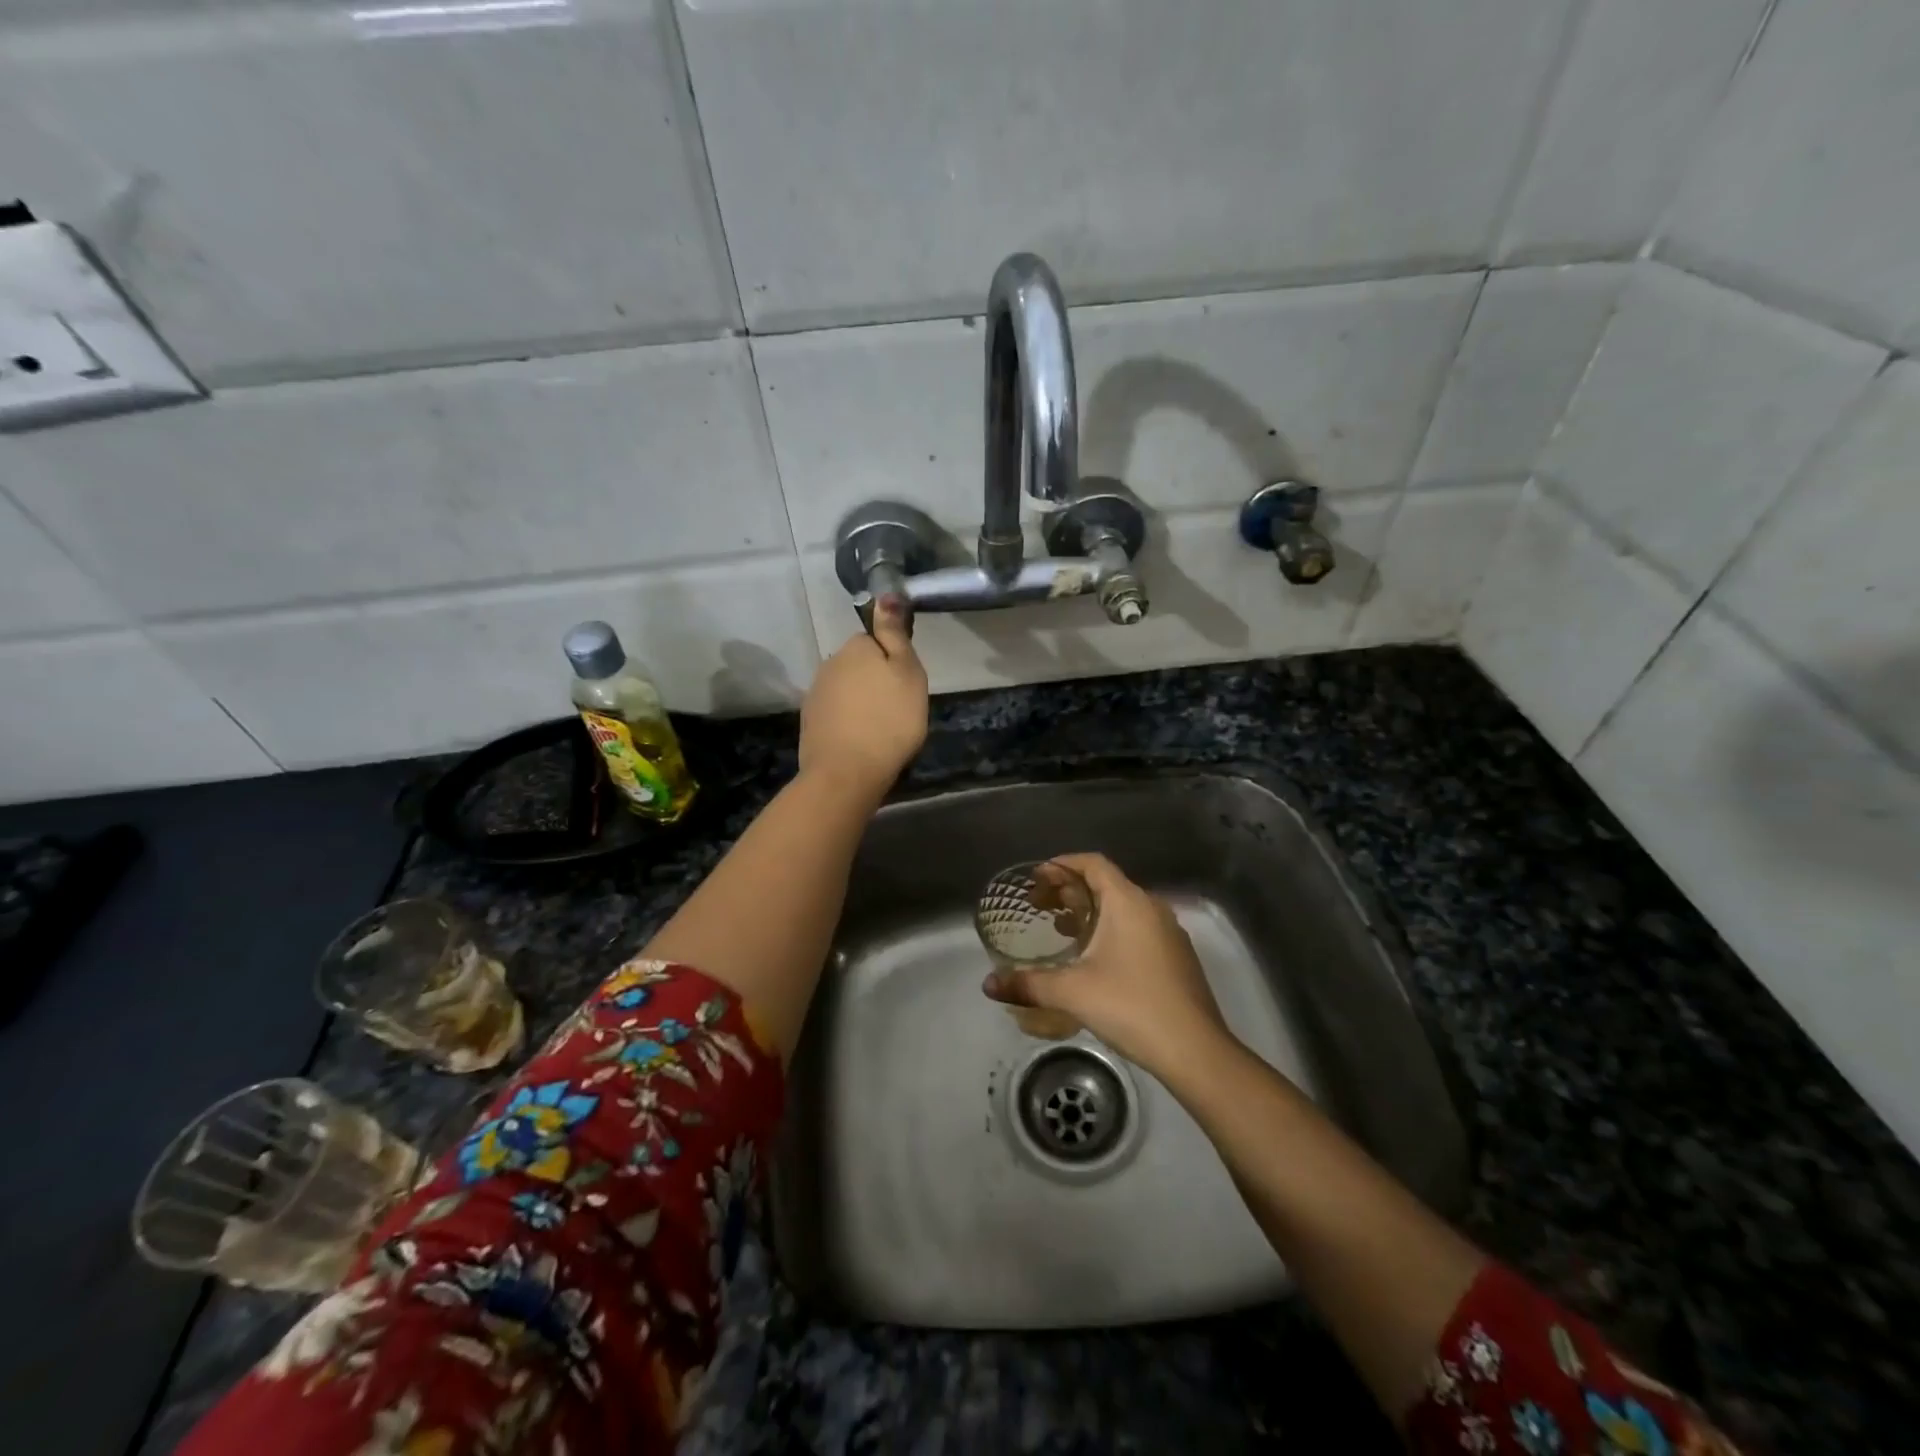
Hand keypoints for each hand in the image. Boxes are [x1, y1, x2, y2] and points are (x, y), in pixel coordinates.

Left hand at [798, 596, 928, 799]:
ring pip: (846, 690)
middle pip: (859, 666)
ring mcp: (815, 693)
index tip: (905, 687)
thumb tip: (886, 596)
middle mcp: (830, 663)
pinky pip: (836, 713)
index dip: (893, 661)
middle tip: (896, 709)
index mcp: (855, 647)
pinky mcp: (809, 722)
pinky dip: (847, 722)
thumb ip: (895, 634)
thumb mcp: (908, 673)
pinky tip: (860, 741)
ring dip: (860, 703)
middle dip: (875, 682)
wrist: (847, 772)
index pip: (876, 641)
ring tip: (879, 729)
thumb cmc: (889, 720)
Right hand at [983, 852, 1231, 1078]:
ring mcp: (1168, 932)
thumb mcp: (1072, 992)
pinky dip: (1111, 929)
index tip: (1037, 877)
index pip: (1093, 863)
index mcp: (1128, 902)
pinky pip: (1137, 927)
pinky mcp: (1176, 956)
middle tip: (1040, 905)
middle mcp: (1151, 907)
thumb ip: (1028, 984)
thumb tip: (988, 985)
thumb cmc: (1131, 1006)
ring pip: (1123, 907)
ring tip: (1062, 929)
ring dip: (1090, 911)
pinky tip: (1095, 959)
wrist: (1195, 1050)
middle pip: (1106, 883)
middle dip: (1070, 889)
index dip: (1063, 864)